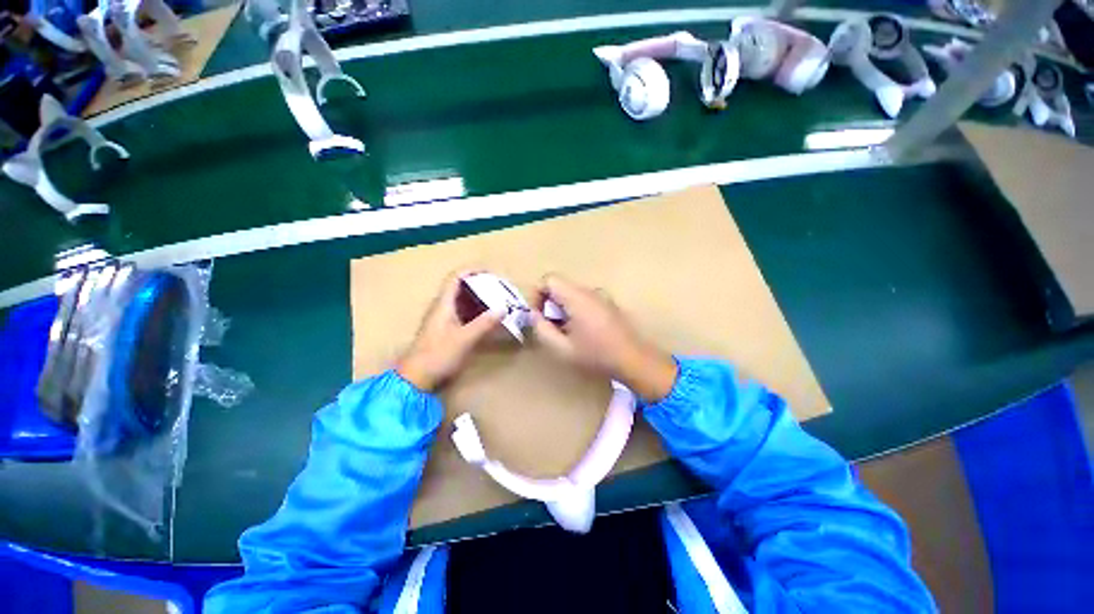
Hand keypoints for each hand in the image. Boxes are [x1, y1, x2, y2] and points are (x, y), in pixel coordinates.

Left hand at [396, 272, 502, 391]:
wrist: (416, 379)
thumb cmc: (437, 355)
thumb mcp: (464, 339)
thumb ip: (484, 323)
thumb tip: (503, 308)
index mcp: (443, 304)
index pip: (456, 277)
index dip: (473, 271)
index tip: (492, 273)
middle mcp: (442, 308)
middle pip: (461, 287)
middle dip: (481, 285)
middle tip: (500, 290)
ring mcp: (444, 320)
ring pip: (463, 302)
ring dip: (480, 299)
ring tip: (498, 302)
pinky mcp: (446, 331)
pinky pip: (464, 314)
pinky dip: (477, 313)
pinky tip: (488, 320)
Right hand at [530, 275, 677, 401]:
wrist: (634, 360)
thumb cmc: (596, 355)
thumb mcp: (562, 348)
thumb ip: (542, 329)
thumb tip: (533, 314)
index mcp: (577, 297)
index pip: (549, 279)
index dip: (537, 294)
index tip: (538, 315)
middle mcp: (589, 291)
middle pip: (560, 285)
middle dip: (549, 303)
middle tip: (550, 326)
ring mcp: (601, 296)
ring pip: (571, 293)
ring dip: (562, 307)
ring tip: (566, 331)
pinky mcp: (608, 303)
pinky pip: (584, 299)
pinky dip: (575, 309)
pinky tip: (582, 331)